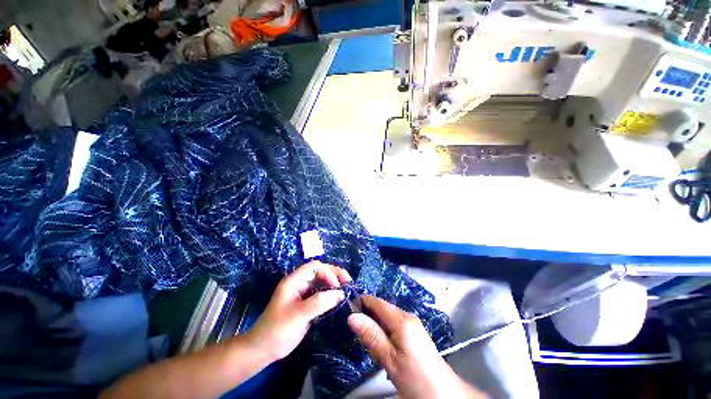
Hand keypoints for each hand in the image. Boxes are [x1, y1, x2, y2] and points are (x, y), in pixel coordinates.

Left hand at [246, 261, 350, 361]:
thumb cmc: (277, 330)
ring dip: (334, 284)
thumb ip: (320, 302)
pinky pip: (322, 294)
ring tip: (347, 288)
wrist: (263, 350)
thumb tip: (341, 293)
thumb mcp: (298, 315)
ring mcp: (303, 294)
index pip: (314, 267)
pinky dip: (331, 294)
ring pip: (322, 282)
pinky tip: (339, 299)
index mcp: (294, 281)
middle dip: (334, 274)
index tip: (337, 286)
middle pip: (320, 272)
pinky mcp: (307, 304)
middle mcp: (300, 284)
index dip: (327, 272)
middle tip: (348, 282)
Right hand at [348, 296, 485, 398]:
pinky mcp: (414, 333)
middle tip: (353, 328)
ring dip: (374, 323)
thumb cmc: (416, 378)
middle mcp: (407, 316)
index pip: (376, 302)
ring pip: (387, 316)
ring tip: (363, 336)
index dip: (361, 302)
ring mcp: (412, 324)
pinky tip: (379, 342)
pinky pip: (393, 324)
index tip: (347, 310)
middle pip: (382, 308)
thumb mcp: (390, 359)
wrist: (444, 394)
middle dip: (367, 314)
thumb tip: (352, 316)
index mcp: (401, 319)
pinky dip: (383, 329)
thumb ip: (371, 336)